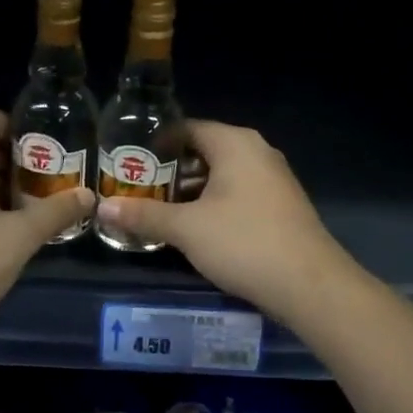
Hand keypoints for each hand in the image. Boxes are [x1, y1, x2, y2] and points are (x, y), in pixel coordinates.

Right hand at [96, 120, 349, 320]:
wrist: (310, 285)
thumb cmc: (244, 243)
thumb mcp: (186, 229)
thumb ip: (144, 215)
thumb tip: (102, 207)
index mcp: (235, 143)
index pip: (187, 128)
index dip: (156, 143)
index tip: (130, 161)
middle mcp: (257, 152)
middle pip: (204, 151)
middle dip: (171, 171)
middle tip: (138, 189)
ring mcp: (274, 179)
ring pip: (222, 175)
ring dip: (191, 191)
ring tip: (159, 211)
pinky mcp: (281, 206)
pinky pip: (238, 194)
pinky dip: (214, 204)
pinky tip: (195, 228)